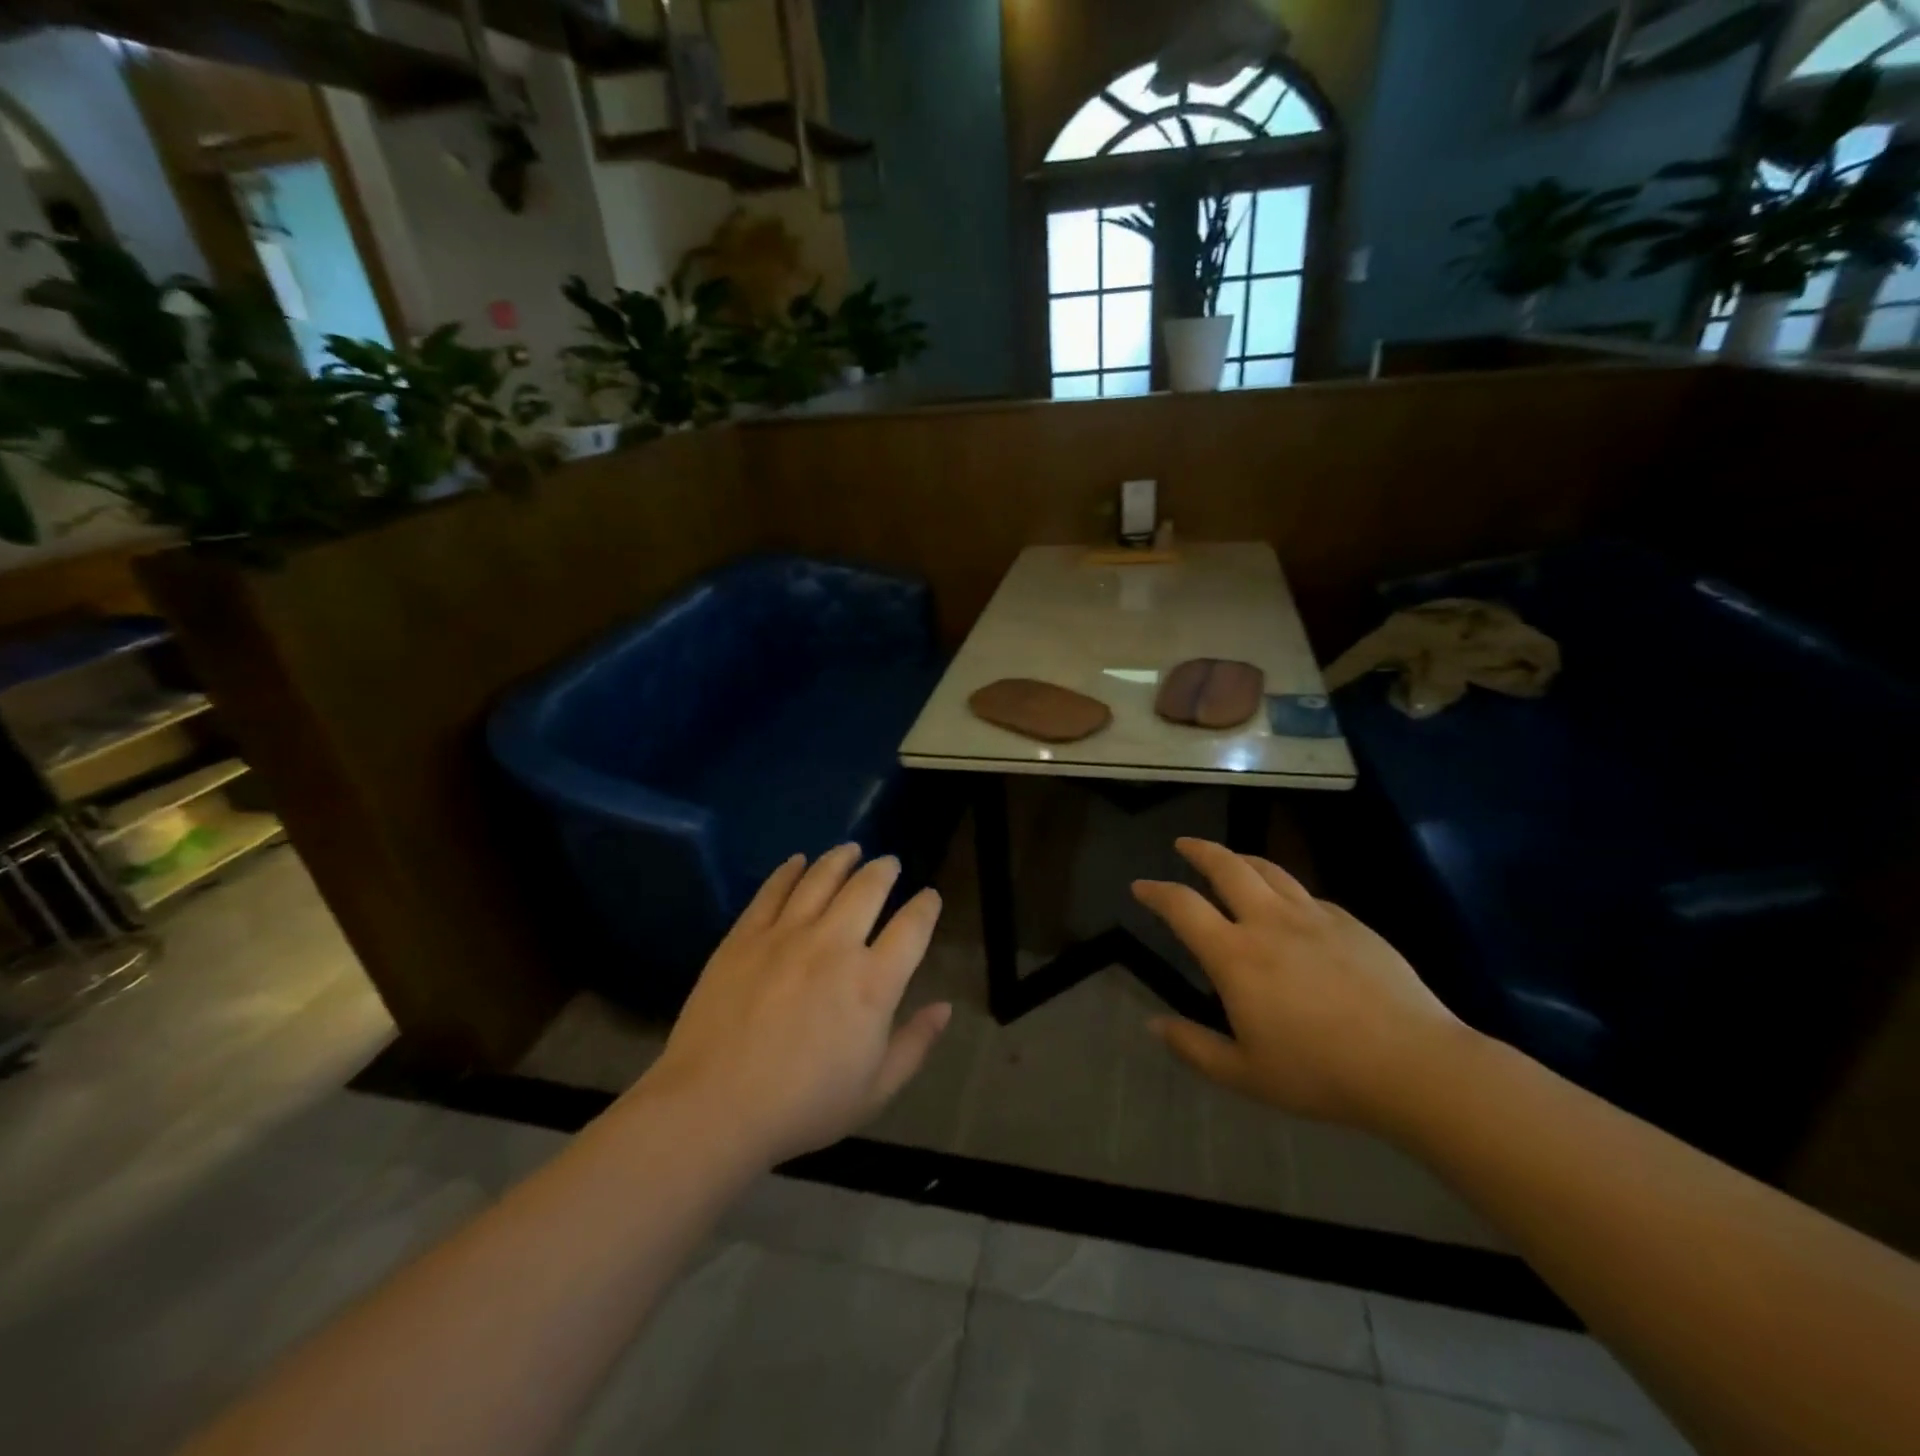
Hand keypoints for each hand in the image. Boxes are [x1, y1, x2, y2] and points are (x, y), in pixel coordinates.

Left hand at [636, 845, 950, 1166]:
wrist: (713, 1107)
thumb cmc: (803, 1106)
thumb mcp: (874, 1090)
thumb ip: (915, 1044)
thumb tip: (945, 1008)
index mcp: (873, 983)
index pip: (912, 927)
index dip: (926, 906)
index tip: (929, 897)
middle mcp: (834, 945)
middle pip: (867, 888)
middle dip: (885, 870)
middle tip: (890, 863)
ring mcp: (786, 935)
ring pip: (821, 879)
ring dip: (841, 859)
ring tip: (851, 849)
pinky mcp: (745, 936)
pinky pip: (772, 891)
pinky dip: (789, 871)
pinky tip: (797, 861)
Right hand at [1132, 838, 1471, 1129]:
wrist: (1414, 1065)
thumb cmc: (1321, 1073)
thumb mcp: (1245, 1074)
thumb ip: (1194, 1047)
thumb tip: (1153, 1025)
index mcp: (1235, 955)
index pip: (1182, 906)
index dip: (1156, 891)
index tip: (1140, 886)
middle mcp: (1269, 922)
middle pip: (1227, 866)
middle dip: (1200, 851)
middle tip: (1184, 845)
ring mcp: (1314, 917)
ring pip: (1269, 871)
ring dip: (1241, 859)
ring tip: (1231, 859)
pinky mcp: (1351, 923)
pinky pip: (1307, 895)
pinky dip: (1285, 891)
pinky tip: (1290, 907)